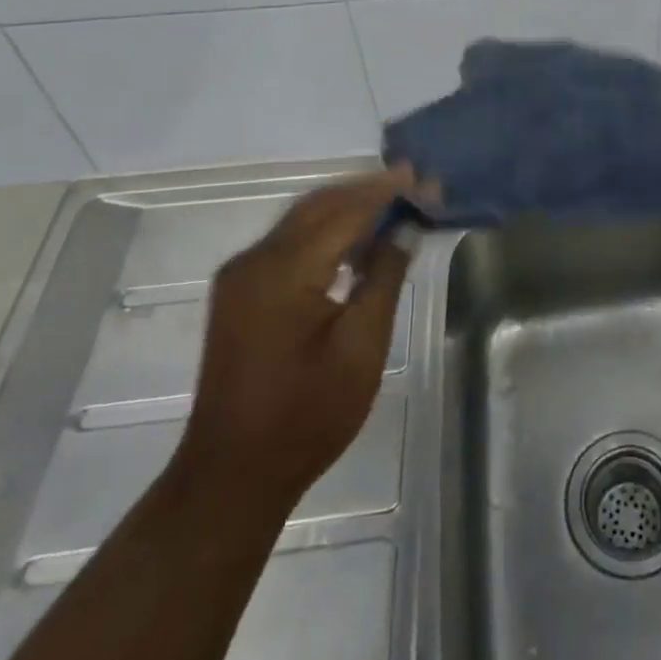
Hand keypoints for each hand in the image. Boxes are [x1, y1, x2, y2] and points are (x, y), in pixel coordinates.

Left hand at [176, 168, 419, 508]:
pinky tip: (358, 244)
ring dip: (349, 208)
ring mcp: (242, 275)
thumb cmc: (306, 416)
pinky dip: (328, 231)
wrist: (232, 476)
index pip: (346, 210)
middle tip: (418, 188)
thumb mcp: (362, 347)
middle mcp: (254, 260)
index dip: (389, 193)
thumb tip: (405, 228)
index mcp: (282, 270)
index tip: (428, 182)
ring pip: (303, 219)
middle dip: (369, 192)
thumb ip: (384, 277)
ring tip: (397, 208)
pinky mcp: (240, 292)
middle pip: (320, 205)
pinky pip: (290, 242)